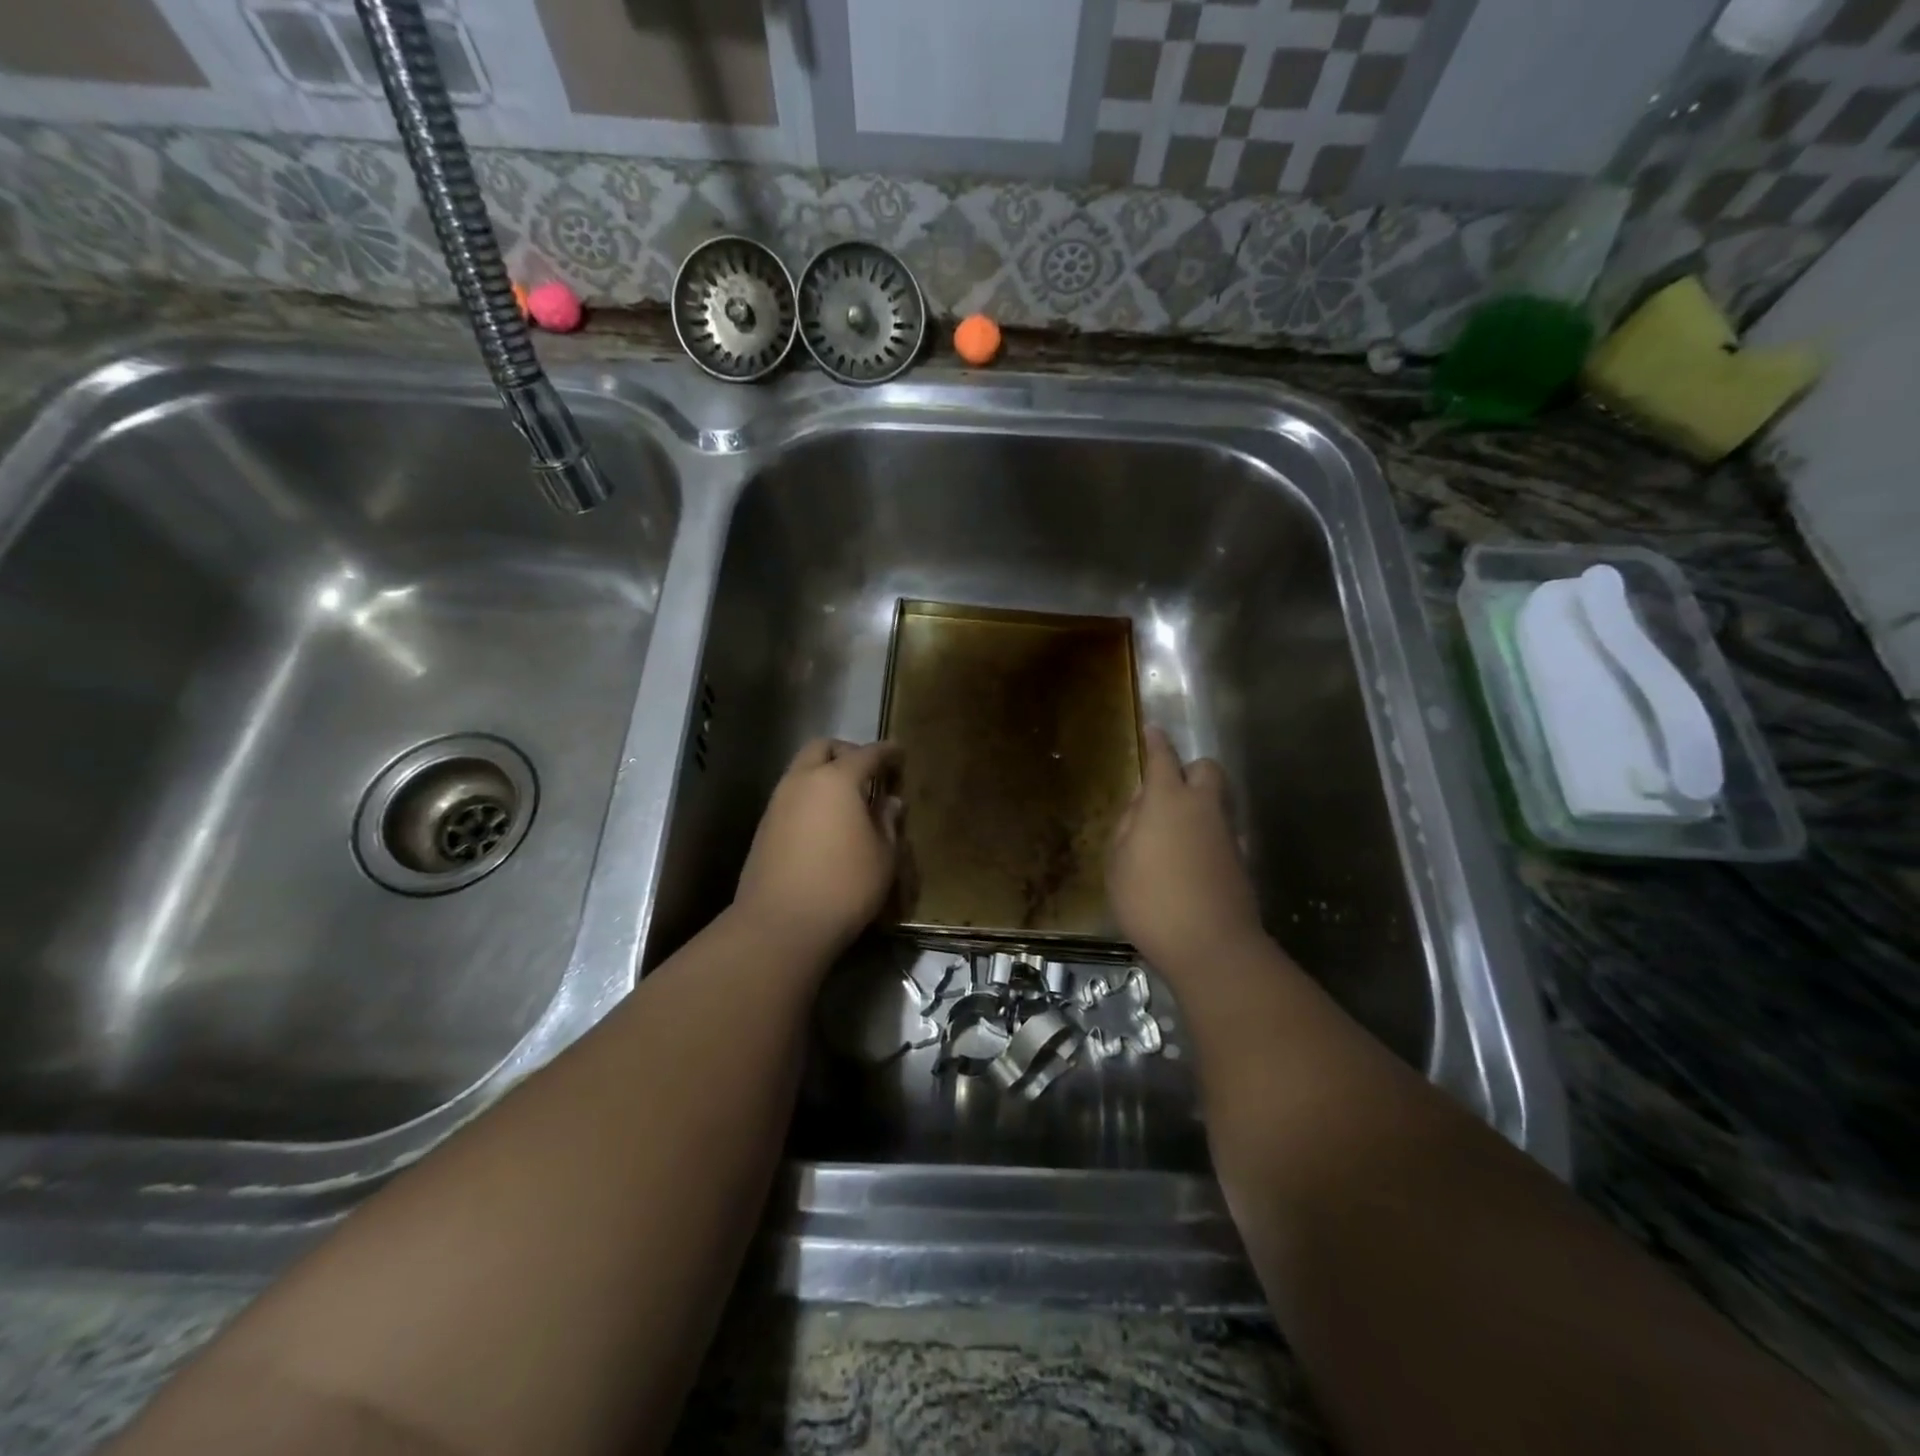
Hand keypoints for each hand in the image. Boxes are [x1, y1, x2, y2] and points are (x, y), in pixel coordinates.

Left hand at [733, 738, 903, 960]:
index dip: (887, 752)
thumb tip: (889, 802)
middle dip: (848, 752)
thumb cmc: (844, 886)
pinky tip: (826, 824)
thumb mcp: (883, 856)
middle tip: (869, 772)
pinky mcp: (764, 827)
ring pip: (802, 770)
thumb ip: (888, 822)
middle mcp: (803, 781)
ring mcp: (778, 803)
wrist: (780, 925)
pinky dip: (811, 797)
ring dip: (825, 774)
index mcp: (837, 780)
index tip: (900, 754)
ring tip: (848, 801)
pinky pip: (792, 796)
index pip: (868, 754)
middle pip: (823, 748)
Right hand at [1107, 727, 1265, 975]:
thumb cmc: (1150, 900)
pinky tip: (1192, 861)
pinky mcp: (1241, 861)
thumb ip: (1127, 827)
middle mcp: (1202, 808)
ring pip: (1218, 801)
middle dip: (1190, 770)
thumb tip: (1140, 808)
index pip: (1163, 758)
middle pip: (1206, 770)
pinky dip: (1209, 836)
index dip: (1157, 742)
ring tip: (1175, 832)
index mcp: (1167, 800)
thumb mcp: (1118, 863)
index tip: (1153, 730)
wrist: (1211, 945)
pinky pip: (1223, 833)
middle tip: (1168, 790)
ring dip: (1200, 804)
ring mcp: (1227, 834)